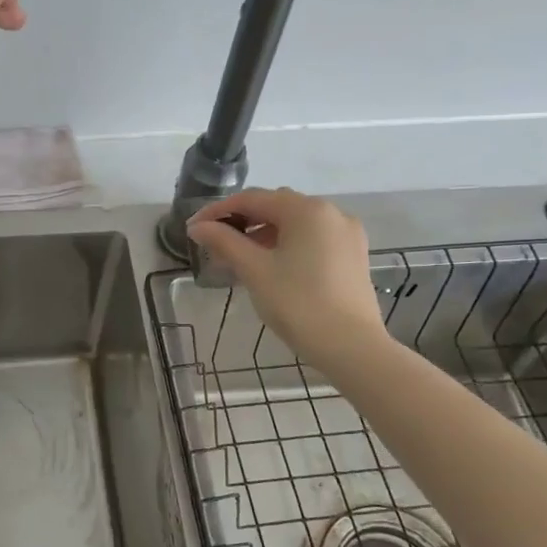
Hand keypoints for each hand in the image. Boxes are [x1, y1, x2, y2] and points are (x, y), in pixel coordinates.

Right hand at [187, 189, 387, 361]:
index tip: (194, 229)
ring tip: (239, 258)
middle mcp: (331, 212)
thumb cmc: (298, 304)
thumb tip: (198, 227)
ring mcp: (346, 234)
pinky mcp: (352, 255)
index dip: (218, 211)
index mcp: (306, 209)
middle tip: (215, 244)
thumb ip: (224, 242)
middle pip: (276, 207)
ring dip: (264, 234)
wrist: (351, 347)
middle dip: (242, 221)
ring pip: (295, 223)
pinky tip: (271, 266)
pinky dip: (287, 244)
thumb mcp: (254, 270)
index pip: (252, 199)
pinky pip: (312, 238)